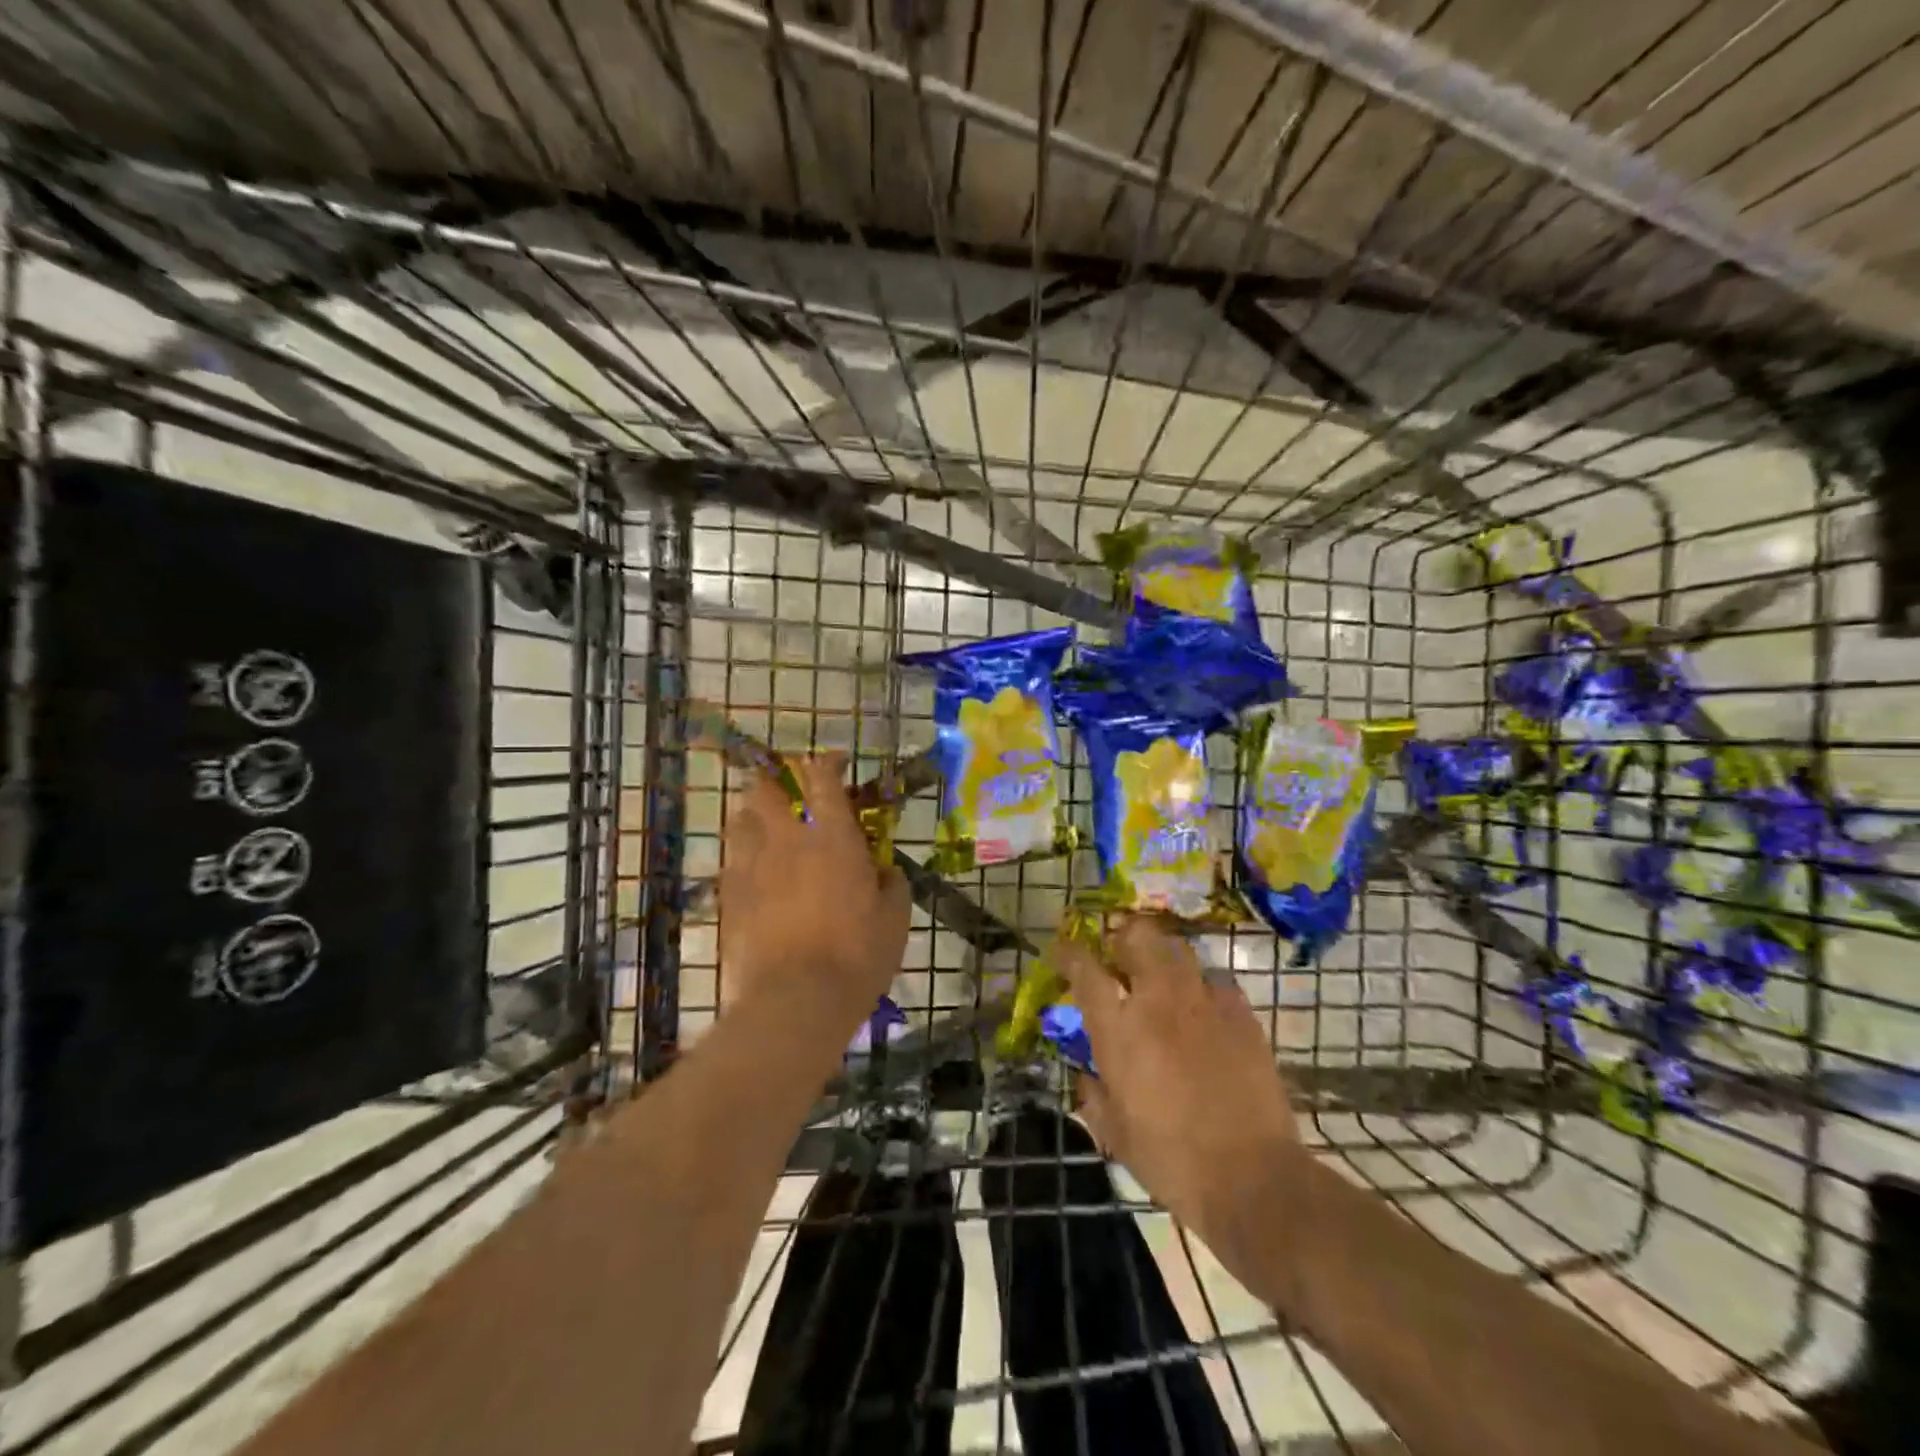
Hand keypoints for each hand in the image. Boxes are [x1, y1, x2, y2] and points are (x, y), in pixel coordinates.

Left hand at [717, 753, 910, 1049]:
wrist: (796, 1001)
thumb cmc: (857, 955)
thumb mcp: (895, 919)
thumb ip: (892, 884)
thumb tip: (885, 870)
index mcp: (832, 837)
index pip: (822, 778)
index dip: (826, 762)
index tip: (835, 762)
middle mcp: (787, 841)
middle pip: (766, 789)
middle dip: (776, 781)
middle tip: (790, 793)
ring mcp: (752, 867)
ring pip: (739, 821)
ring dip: (754, 816)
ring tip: (767, 829)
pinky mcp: (730, 898)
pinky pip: (730, 862)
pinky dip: (742, 858)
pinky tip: (754, 874)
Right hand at [1058, 915, 1301, 1252]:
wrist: (1253, 1179)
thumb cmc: (1172, 1161)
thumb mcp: (1115, 1135)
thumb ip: (1093, 1095)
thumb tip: (1086, 1075)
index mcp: (1119, 1030)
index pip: (1085, 969)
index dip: (1069, 953)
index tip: (1063, 952)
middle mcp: (1158, 1001)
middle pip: (1137, 937)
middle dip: (1123, 938)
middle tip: (1119, 959)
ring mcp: (1203, 1002)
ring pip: (1178, 949)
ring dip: (1162, 956)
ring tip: (1160, 977)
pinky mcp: (1242, 1014)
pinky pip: (1215, 980)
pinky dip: (1202, 986)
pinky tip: (1202, 1009)